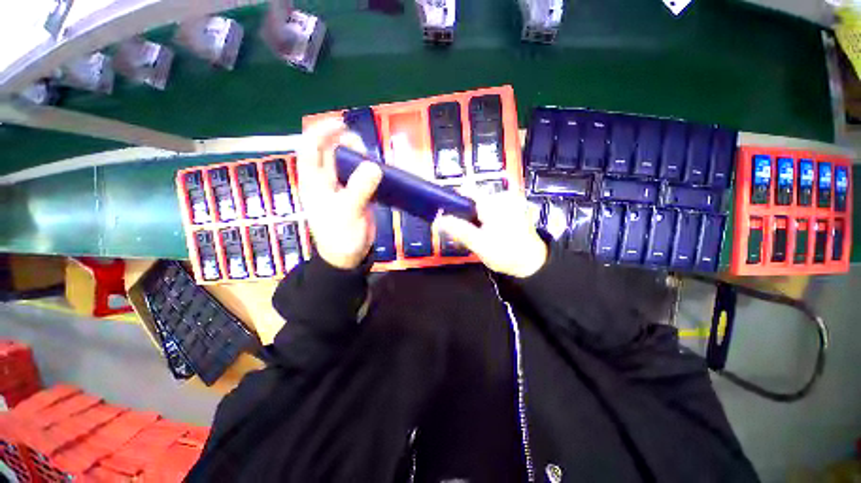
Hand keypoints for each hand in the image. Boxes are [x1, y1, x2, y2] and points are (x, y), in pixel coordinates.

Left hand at [298, 119, 382, 269]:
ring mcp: (342, 186)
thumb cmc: (340, 236)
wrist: (348, 256)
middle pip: (331, 151)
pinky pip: (362, 174)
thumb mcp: (348, 212)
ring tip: (374, 160)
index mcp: (314, 181)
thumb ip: (359, 189)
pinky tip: (380, 170)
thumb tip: (374, 165)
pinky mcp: (356, 193)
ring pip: (348, 162)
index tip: (341, 124)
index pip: (310, 148)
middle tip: (364, 148)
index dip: (322, 132)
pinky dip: (370, 169)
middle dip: (345, 143)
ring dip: (360, 156)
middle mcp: (325, 179)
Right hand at [433, 191, 547, 277]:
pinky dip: (483, 221)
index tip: (446, 214)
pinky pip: (490, 211)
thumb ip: (458, 230)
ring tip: (476, 236)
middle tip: (463, 233)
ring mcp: (508, 203)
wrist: (532, 264)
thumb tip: (439, 220)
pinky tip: (485, 234)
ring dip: (474, 219)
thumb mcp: (479, 243)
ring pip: (481, 207)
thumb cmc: (506, 253)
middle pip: (472, 200)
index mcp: (492, 202)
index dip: (453, 200)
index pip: (466, 190)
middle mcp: (501, 197)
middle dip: (464, 215)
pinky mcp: (512, 211)